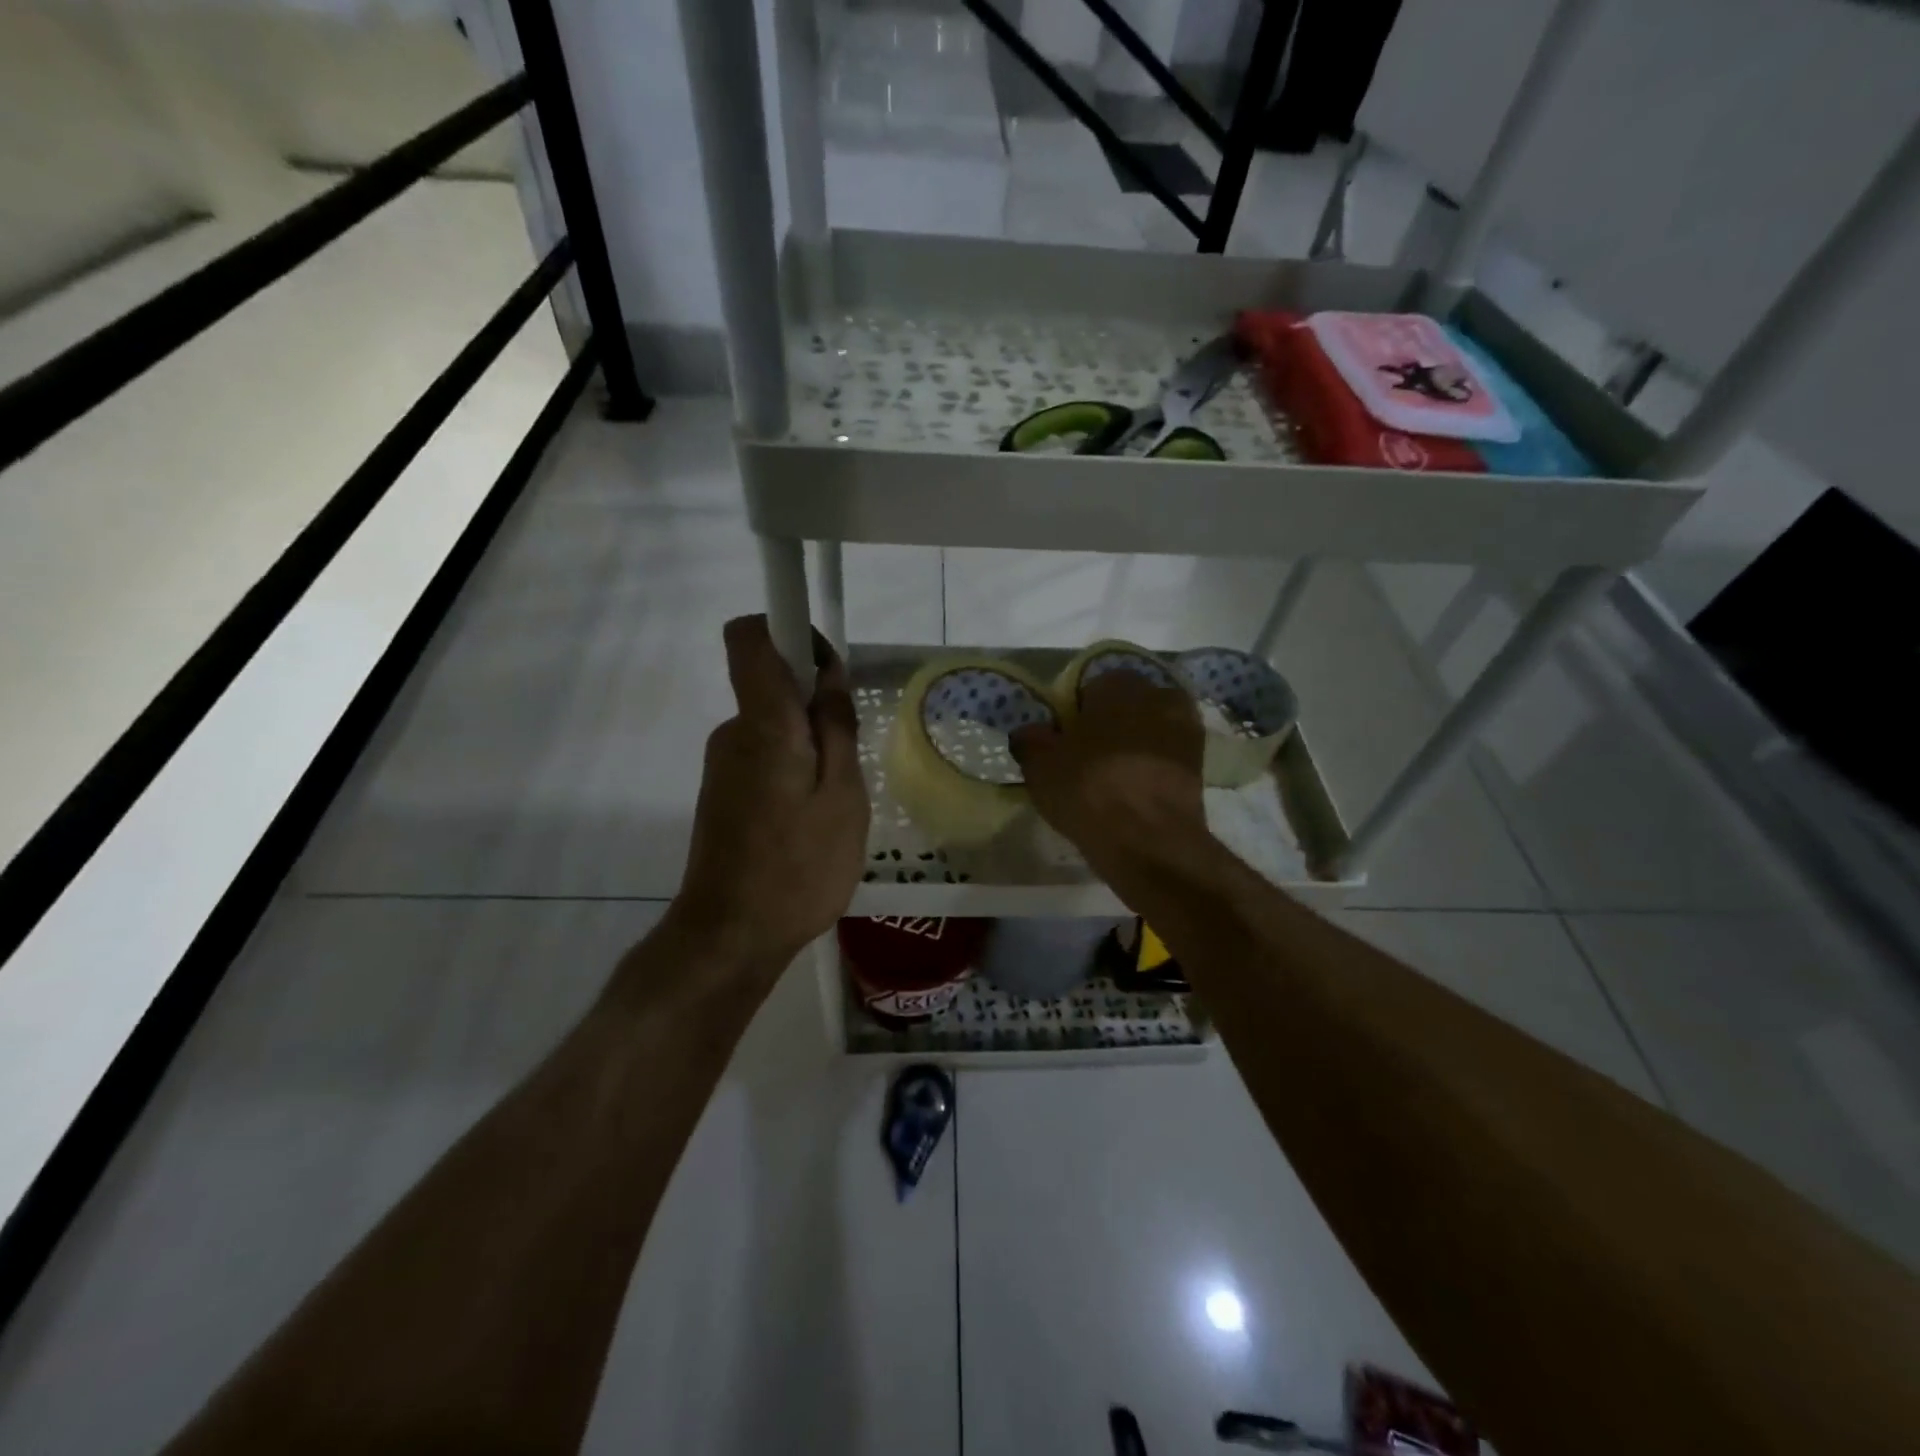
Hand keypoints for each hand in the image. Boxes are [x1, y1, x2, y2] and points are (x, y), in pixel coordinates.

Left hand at [665, 616, 868, 977]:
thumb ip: (835, 726)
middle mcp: (733, 732)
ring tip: (835, 804)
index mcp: (763, 723)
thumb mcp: (842, 795)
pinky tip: (811, 823)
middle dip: (816, 707)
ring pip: (774, 728)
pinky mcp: (723, 793)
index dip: (788, 630)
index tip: (827, 665)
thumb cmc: (799, 866)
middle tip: (850, 762)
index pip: (750, 637)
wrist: (731, 936)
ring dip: (809, 748)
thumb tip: (828, 672)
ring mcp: (723, 764)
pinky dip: (793, 772)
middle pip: (772, 686)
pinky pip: (765, 758)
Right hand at [1010, 670, 1210, 884]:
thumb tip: (1029, 732)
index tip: (1065, 742)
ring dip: (1134, 747)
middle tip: (1087, 761)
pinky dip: (1152, 769)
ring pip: (1149, 731)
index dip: (1075, 715)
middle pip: (1126, 706)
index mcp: (1118, 684)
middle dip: (1110, 726)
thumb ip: (1030, 740)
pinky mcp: (1202, 764)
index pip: (1090, 688)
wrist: (1150, 840)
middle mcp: (1159, 695)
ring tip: (1113, 781)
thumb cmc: (1089, 789)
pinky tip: (1135, 794)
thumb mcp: (1040, 765)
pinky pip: (1166, 758)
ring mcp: (1187, 729)